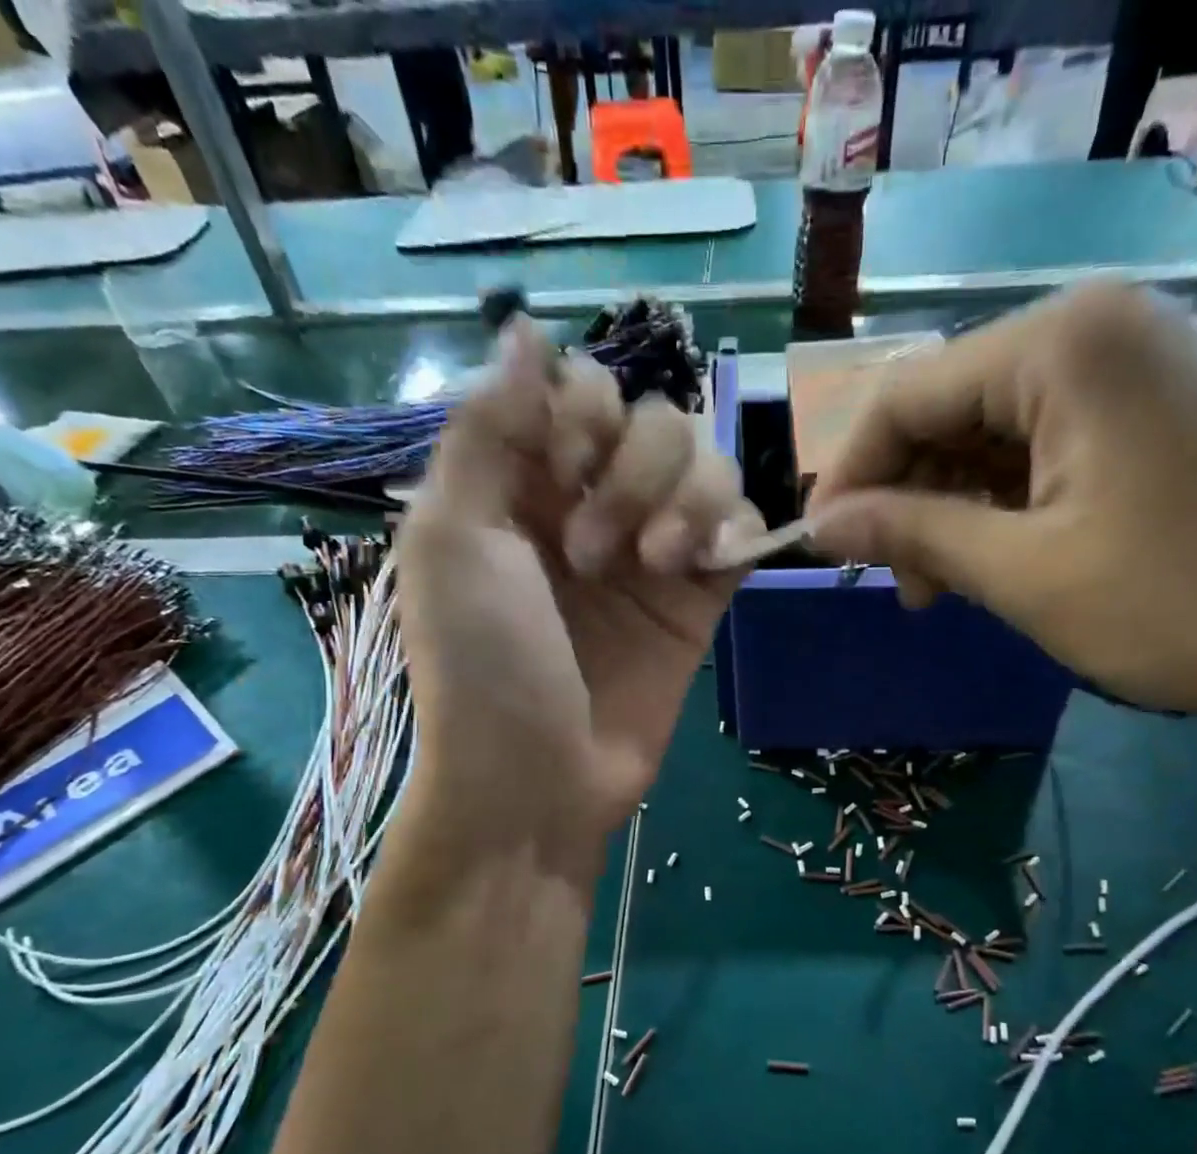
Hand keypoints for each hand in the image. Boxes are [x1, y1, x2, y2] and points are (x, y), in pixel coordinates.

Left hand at [395, 321, 760, 877]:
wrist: (538, 781)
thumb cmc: (483, 664)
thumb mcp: (454, 539)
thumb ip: (487, 429)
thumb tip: (523, 329)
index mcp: (520, 483)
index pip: (579, 388)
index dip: (584, 407)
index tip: (562, 461)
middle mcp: (589, 504)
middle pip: (652, 417)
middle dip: (630, 468)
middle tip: (590, 550)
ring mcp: (650, 550)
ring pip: (706, 463)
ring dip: (683, 500)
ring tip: (650, 568)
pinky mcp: (700, 597)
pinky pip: (742, 526)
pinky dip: (732, 528)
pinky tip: (700, 567)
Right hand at [803, 283, 1196, 739]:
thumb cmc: (1183, 603)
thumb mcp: (1024, 573)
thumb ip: (912, 535)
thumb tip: (820, 524)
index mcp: (1061, 343)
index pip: (905, 395)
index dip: (849, 475)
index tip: (819, 548)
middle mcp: (1097, 330)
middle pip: (949, 409)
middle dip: (907, 497)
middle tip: (896, 584)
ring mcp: (1137, 368)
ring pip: (994, 434)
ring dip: (953, 509)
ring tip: (943, 587)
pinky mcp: (1160, 413)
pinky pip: (1047, 448)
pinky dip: (1007, 505)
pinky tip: (1001, 561)